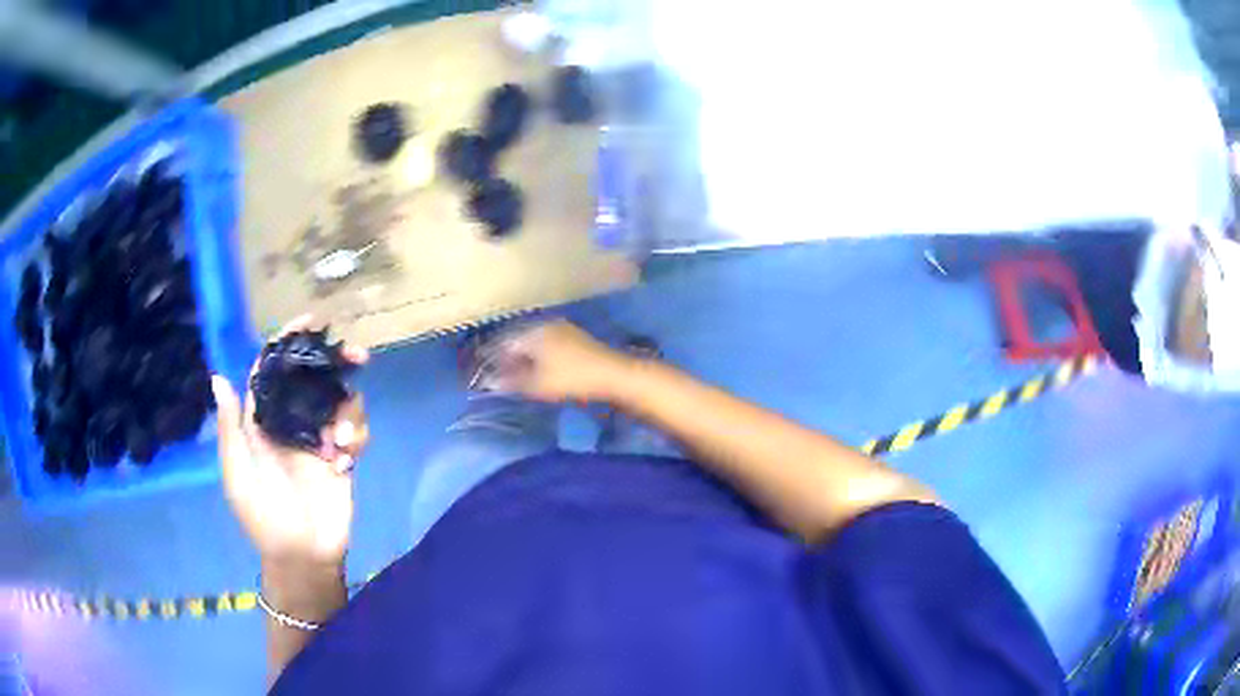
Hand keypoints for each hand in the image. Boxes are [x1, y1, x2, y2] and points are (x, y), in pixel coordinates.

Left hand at [211, 316, 369, 569]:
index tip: (309, 321)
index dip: (287, 342)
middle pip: (314, 376)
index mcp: (263, 420)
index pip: (273, 369)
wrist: (302, 556)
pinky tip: (345, 460)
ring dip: (346, 412)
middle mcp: (292, 420)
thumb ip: (230, 427)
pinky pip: (357, 430)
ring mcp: (320, 437)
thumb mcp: (238, 474)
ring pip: (340, 400)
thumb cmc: (263, 516)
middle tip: (357, 356)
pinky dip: (356, 436)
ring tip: (339, 441)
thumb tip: (218, 376)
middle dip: (335, 361)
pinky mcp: (344, 456)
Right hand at [489, 320, 630, 403]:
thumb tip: (491, 382)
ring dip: (525, 358)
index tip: (486, 374)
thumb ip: (511, 382)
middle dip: (508, 358)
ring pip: (534, 342)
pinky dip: (540, 357)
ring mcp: (563, 329)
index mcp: (533, 332)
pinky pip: (548, 345)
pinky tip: (541, 371)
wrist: (614, 374)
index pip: (504, 342)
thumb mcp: (537, 385)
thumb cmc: (571, 378)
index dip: (492, 359)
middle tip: (501, 376)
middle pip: (519, 340)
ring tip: (519, 376)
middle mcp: (546, 324)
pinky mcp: (576, 339)